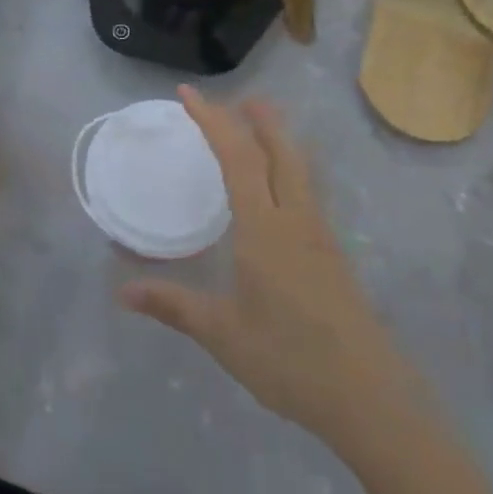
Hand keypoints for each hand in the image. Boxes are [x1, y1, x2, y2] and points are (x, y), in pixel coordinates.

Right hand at [121, 87, 399, 438]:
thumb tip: (122, 291)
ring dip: (279, 140)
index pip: (237, 157)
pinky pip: (308, 192)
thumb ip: (172, 305)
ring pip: (300, 169)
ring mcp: (321, 236)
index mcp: (264, 228)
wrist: (370, 398)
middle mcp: (295, 219)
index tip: (189, 95)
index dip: (212, 121)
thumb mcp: (222, 333)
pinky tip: (283, 189)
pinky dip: (290, 169)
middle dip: (257, 119)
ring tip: (262, 126)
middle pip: (280, 151)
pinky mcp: (334, 255)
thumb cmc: (289, 359)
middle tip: (238, 98)